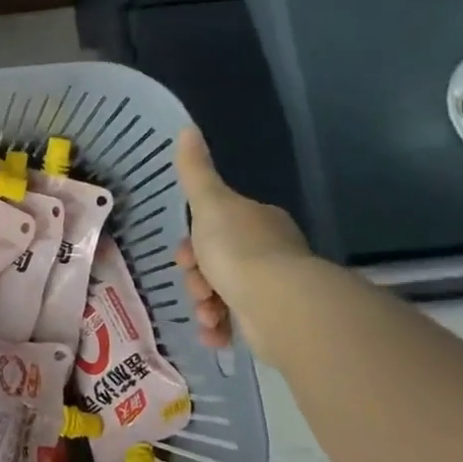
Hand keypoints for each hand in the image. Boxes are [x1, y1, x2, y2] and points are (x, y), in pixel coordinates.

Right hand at [174, 126, 310, 353]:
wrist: (279, 304)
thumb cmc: (239, 249)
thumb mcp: (209, 204)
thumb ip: (195, 171)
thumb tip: (186, 127)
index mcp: (257, 222)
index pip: (217, 227)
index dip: (194, 242)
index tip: (184, 257)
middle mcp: (270, 252)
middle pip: (217, 262)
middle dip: (197, 277)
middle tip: (195, 287)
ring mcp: (274, 287)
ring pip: (223, 293)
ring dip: (205, 305)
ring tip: (206, 316)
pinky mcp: (274, 320)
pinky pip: (237, 323)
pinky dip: (220, 328)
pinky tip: (214, 334)